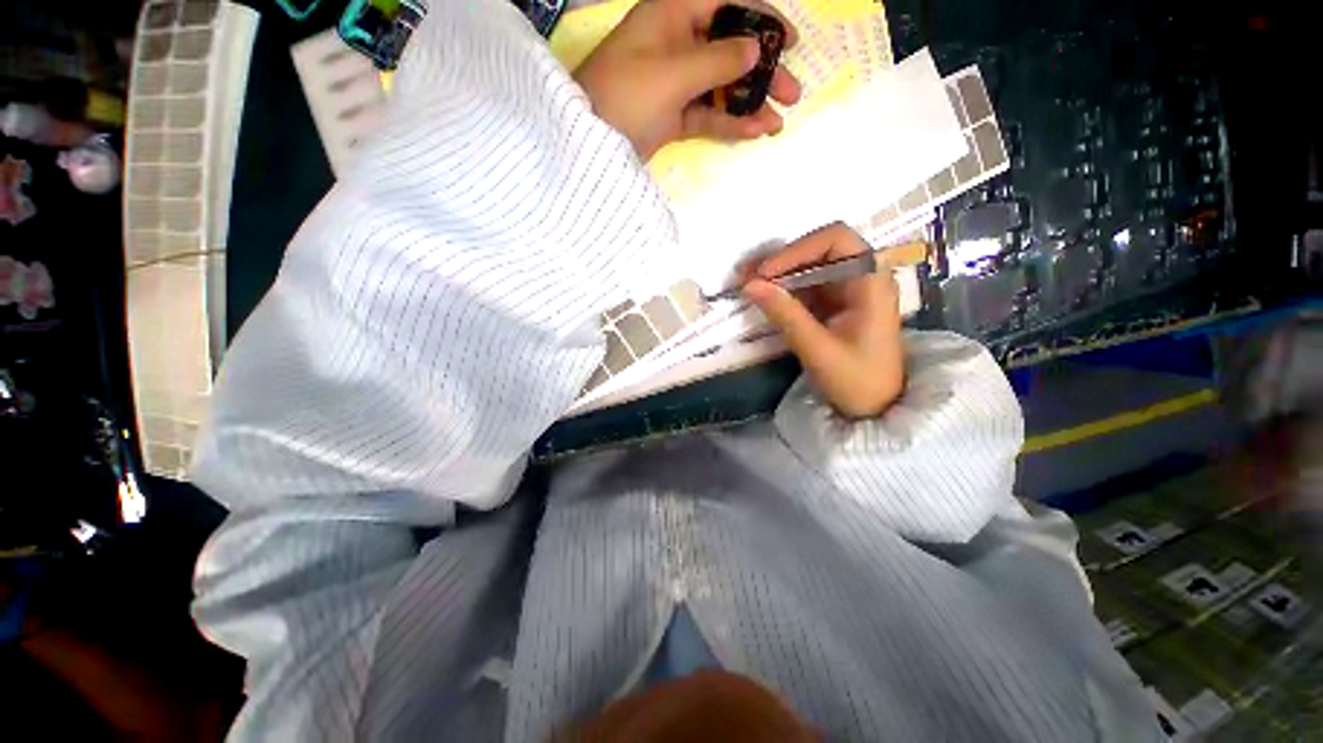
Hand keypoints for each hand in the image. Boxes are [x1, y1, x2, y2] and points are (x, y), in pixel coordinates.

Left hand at [573, 0, 801, 160]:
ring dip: (750, 103)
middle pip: (729, 50)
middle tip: (792, 92)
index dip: (761, 19)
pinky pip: (707, 114)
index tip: (789, 41)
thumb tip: (755, 49)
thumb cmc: (625, 96)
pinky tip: (753, 132)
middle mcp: (677, 43)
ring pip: (721, 86)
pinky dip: (729, 123)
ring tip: (777, 122)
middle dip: (763, 71)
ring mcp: (675, 82)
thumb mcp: (672, 74)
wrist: (588, 143)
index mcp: (672, 15)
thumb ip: (717, 61)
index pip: (726, 4)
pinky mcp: (673, 115)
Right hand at [743, 223, 904, 417]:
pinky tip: (762, 297)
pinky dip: (782, 290)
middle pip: (819, 251)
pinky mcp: (834, 306)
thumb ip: (785, 315)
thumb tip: (750, 285)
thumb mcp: (819, 350)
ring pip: (809, 268)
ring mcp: (847, 291)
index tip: (766, 273)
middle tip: (745, 275)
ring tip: (746, 284)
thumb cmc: (858, 382)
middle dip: (781, 261)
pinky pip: (805, 288)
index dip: (798, 250)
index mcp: (871, 282)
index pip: (836, 240)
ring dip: (777, 274)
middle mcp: (861, 278)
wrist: (877, 410)